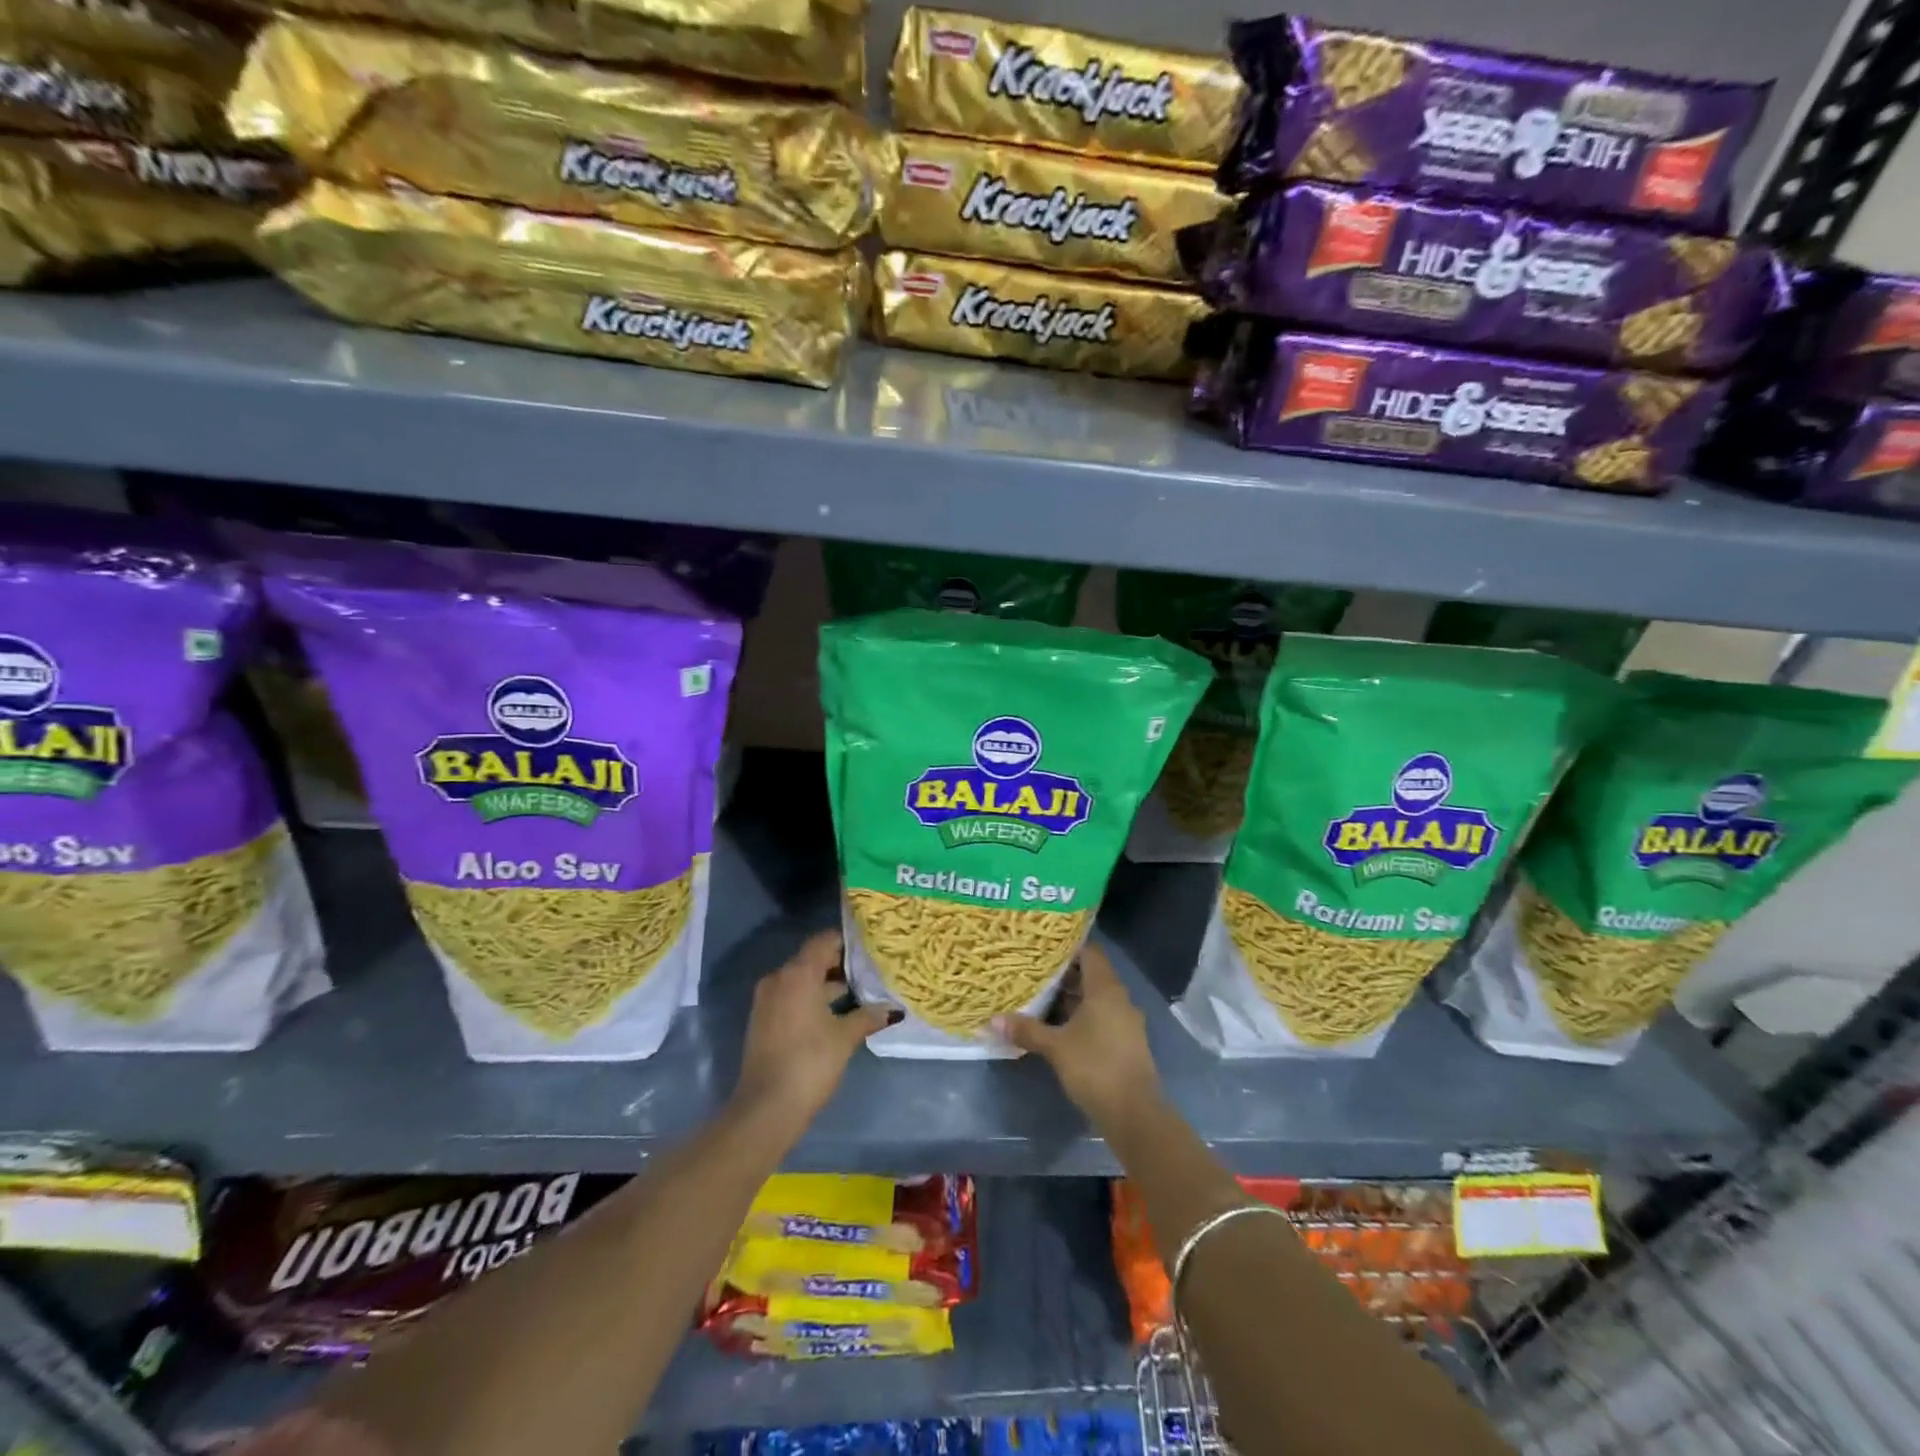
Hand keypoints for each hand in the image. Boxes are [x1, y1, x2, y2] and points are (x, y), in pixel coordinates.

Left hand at [731, 930, 892, 1135]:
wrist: (765, 1108)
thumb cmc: (810, 1062)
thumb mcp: (845, 1037)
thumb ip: (868, 1016)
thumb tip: (893, 1009)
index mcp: (798, 974)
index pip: (823, 941)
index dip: (847, 941)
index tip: (870, 946)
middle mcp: (779, 978)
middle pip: (812, 958)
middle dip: (840, 963)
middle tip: (870, 970)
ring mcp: (767, 1000)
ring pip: (801, 979)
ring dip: (826, 983)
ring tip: (859, 992)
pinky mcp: (763, 1020)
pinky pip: (791, 996)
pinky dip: (811, 997)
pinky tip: (835, 1012)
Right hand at [995, 943, 1162, 1131]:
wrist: (1134, 1114)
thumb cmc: (1095, 1067)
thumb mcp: (1055, 1047)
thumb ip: (1027, 1030)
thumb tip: (993, 1020)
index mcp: (1106, 989)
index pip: (1090, 953)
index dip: (1068, 948)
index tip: (1043, 949)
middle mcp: (1119, 999)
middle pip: (1091, 976)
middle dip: (1064, 975)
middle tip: (1034, 973)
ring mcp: (1126, 1022)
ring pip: (1096, 999)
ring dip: (1072, 999)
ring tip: (1041, 998)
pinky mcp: (1126, 1043)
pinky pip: (1102, 1018)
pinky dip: (1082, 1018)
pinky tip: (1060, 1028)